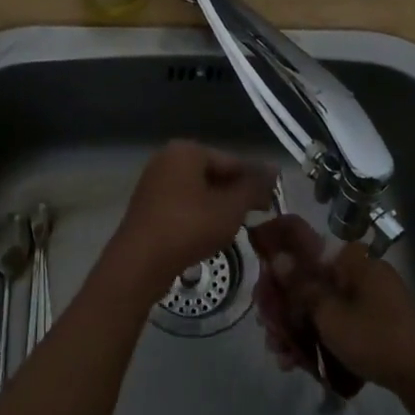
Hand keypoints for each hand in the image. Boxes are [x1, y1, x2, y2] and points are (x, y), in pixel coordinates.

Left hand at [105, 141, 277, 301]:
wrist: (139, 263)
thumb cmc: (189, 227)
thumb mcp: (230, 207)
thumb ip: (254, 186)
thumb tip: (274, 168)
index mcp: (186, 151)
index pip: (232, 161)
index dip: (254, 183)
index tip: (269, 206)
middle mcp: (167, 159)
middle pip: (214, 174)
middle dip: (235, 196)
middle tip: (255, 219)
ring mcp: (154, 183)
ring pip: (199, 192)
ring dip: (218, 208)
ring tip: (234, 230)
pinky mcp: (148, 207)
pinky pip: (183, 205)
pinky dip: (199, 217)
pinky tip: (208, 236)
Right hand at [249, 215, 414, 398]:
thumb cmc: (378, 338)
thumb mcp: (331, 315)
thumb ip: (301, 287)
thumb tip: (277, 257)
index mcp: (350, 259)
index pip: (304, 242)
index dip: (276, 254)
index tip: (257, 276)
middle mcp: (357, 273)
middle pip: (308, 279)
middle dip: (283, 305)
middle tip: (266, 329)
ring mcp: (366, 300)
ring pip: (319, 306)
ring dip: (295, 328)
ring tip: (279, 354)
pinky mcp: (372, 326)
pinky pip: (335, 325)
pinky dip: (316, 340)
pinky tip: (296, 364)